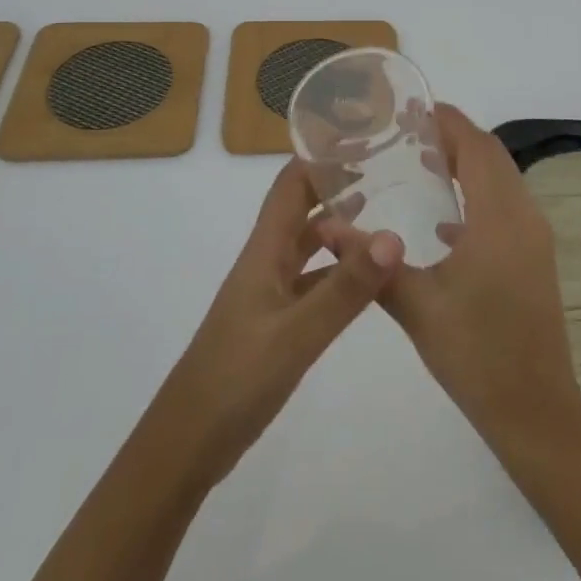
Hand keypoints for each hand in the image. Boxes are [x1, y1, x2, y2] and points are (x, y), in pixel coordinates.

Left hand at [150, 159, 402, 486]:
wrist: (186, 444)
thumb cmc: (235, 380)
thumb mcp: (296, 334)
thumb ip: (345, 289)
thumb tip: (394, 237)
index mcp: (264, 251)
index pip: (291, 184)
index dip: (320, 155)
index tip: (362, 136)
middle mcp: (265, 262)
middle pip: (301, 208)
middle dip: (336, 183)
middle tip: (387, 170)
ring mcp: (268, 293)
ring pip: (307, 245)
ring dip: (339, 226)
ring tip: (384, 212)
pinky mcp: (274, 323)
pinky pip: (311, 281)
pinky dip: (337, 270)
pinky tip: (365, 280)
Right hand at [378, 104, 580, 453]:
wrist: (535, 411)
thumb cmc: (475, 354)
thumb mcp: (416, 305)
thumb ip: (371, 261)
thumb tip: (324, 226)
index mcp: (499, 217)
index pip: (476, 147)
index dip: (448, 121)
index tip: (412, 108)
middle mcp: (524, 216)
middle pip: (491, 157)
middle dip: (455, 137)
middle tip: (408, 133)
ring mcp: (534, 237)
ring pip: (502, 180)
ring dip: (467, 164)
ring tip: (421, 162)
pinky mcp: (534, 257)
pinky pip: (506, 206)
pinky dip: (477, 195)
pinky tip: (443, 220)